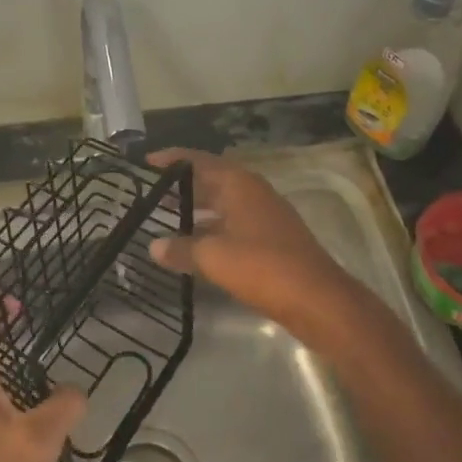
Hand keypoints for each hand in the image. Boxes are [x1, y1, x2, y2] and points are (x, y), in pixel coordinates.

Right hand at [146, 148, 364, 335]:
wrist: (318, 301)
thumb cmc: (263, 267)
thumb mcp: (214, 257)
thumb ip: (181, 249)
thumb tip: (153, 246)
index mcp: (239, 184)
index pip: (198, 161)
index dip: (171, 160)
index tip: (144, 164)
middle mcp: (252, 193)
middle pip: (210, 181)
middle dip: (180, 187)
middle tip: (147, 194)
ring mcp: (264, 217)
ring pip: (221, 206)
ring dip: (195, 212)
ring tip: (162, 221)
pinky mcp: (270, 242)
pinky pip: (231, 227)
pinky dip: (210, 232)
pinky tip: (192, 249)